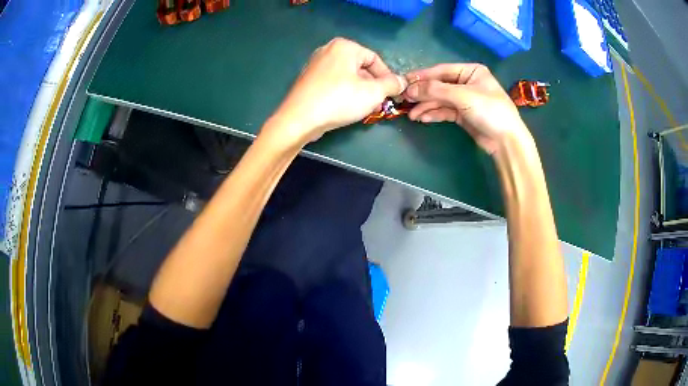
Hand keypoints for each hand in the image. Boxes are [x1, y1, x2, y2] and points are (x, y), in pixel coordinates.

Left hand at [268, 38, 406, 144]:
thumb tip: (402, 81)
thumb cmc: (338, 100)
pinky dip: (344, 93)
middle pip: (360, 67)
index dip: (387, 77)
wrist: (299, 119)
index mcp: (344, 46)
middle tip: (380, 103)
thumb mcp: (373, 92)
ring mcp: (316, 64)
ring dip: (361, 91)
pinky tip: (347, 108)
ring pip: (348, 76)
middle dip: (373, 86)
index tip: (393, 94)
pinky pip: (334, 83)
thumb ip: (391, 85)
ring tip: (365, 108)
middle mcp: (328, 50)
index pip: (374, 59)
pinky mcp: (309, 80)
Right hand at [403, 64, 527, 154]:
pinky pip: (444, 111)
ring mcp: (464, 99)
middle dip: (423, 94)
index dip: (422, 77)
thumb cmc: (489, 110)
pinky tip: (423, 118)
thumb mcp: (463, 96)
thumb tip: (410, 88)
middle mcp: (466, 82)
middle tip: (404, 100)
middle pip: (439, 86)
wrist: (506, 141)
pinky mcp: (463, 115)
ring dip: (426, 106)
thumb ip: (435, 90)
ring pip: (440, 100)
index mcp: (470, 71)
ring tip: (411, 115)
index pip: (441, 71)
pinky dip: (434, 114)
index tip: (404, 82)